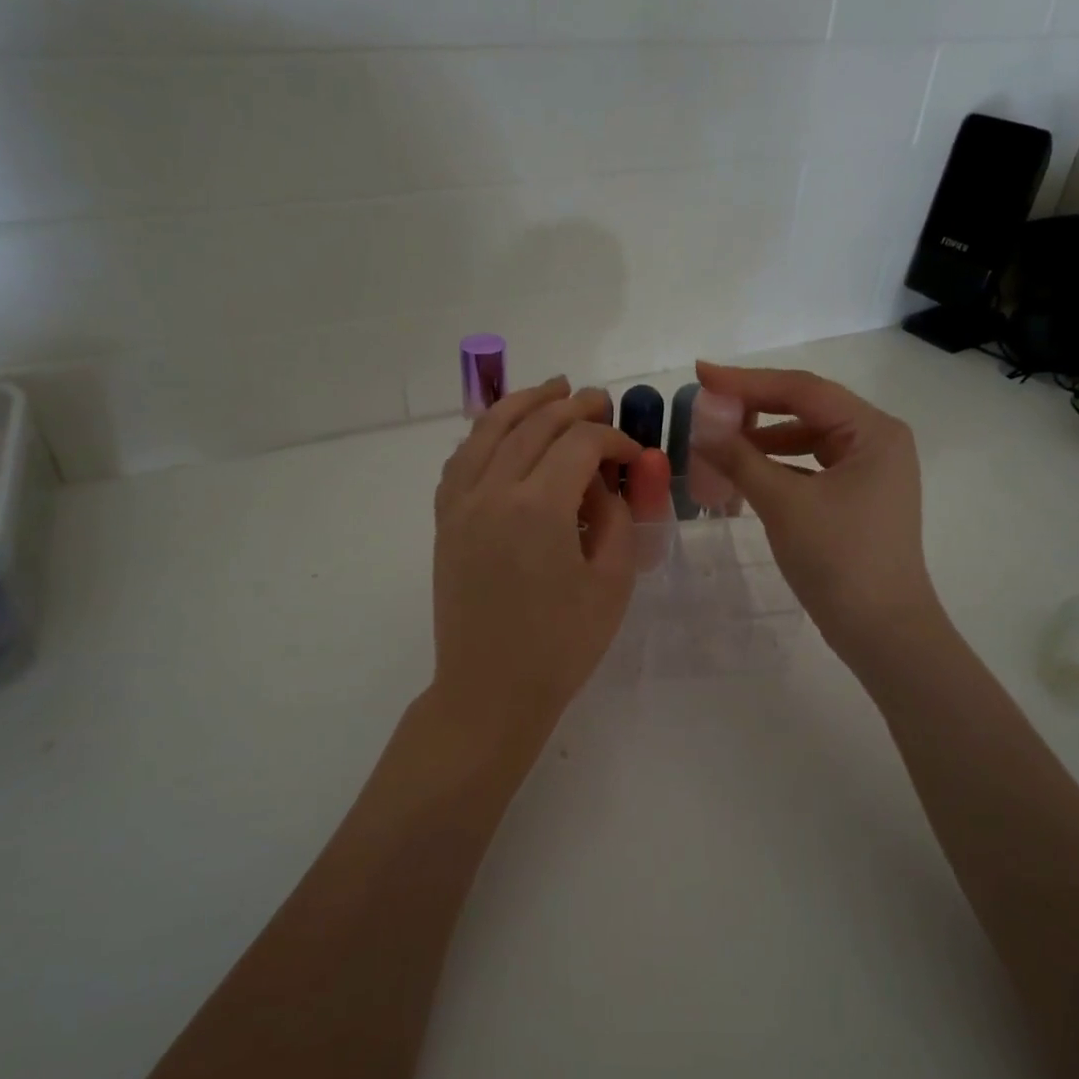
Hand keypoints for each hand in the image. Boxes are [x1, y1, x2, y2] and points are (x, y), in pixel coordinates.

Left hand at [431, 378, 641, 752]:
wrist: (489, 690)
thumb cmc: (560, 646)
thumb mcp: (611, 584)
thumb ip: (615, 519)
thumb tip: (604, 484)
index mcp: (539, 507)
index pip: (579, 442)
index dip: (613, 438)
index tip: (633, 454)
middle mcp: (493, 491)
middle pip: (534, 424)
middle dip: (572, 406)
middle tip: (600, 401)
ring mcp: (461, 504)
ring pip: (488, 430)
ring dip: (523, 402)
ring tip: (550, 388)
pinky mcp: (445, 522)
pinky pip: (461, 459)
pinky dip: (484, 435)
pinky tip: (501, 433)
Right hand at [691, 362, 941, 667]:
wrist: (882, 631)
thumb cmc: (839, 560)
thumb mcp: (784, 504)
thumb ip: (741, 459)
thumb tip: (701, 426)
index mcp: (873, 431)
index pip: (803, 389)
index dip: (747, 381)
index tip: (701, 373)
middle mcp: (877, 442)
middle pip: (807, 410)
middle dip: (755, 408)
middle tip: (706, 407)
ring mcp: (869, 472)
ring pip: (807, 440)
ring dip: (763, 440)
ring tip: (717, 442)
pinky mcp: (857, 499)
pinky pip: (810, 468)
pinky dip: (777, 467)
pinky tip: (744, 473)